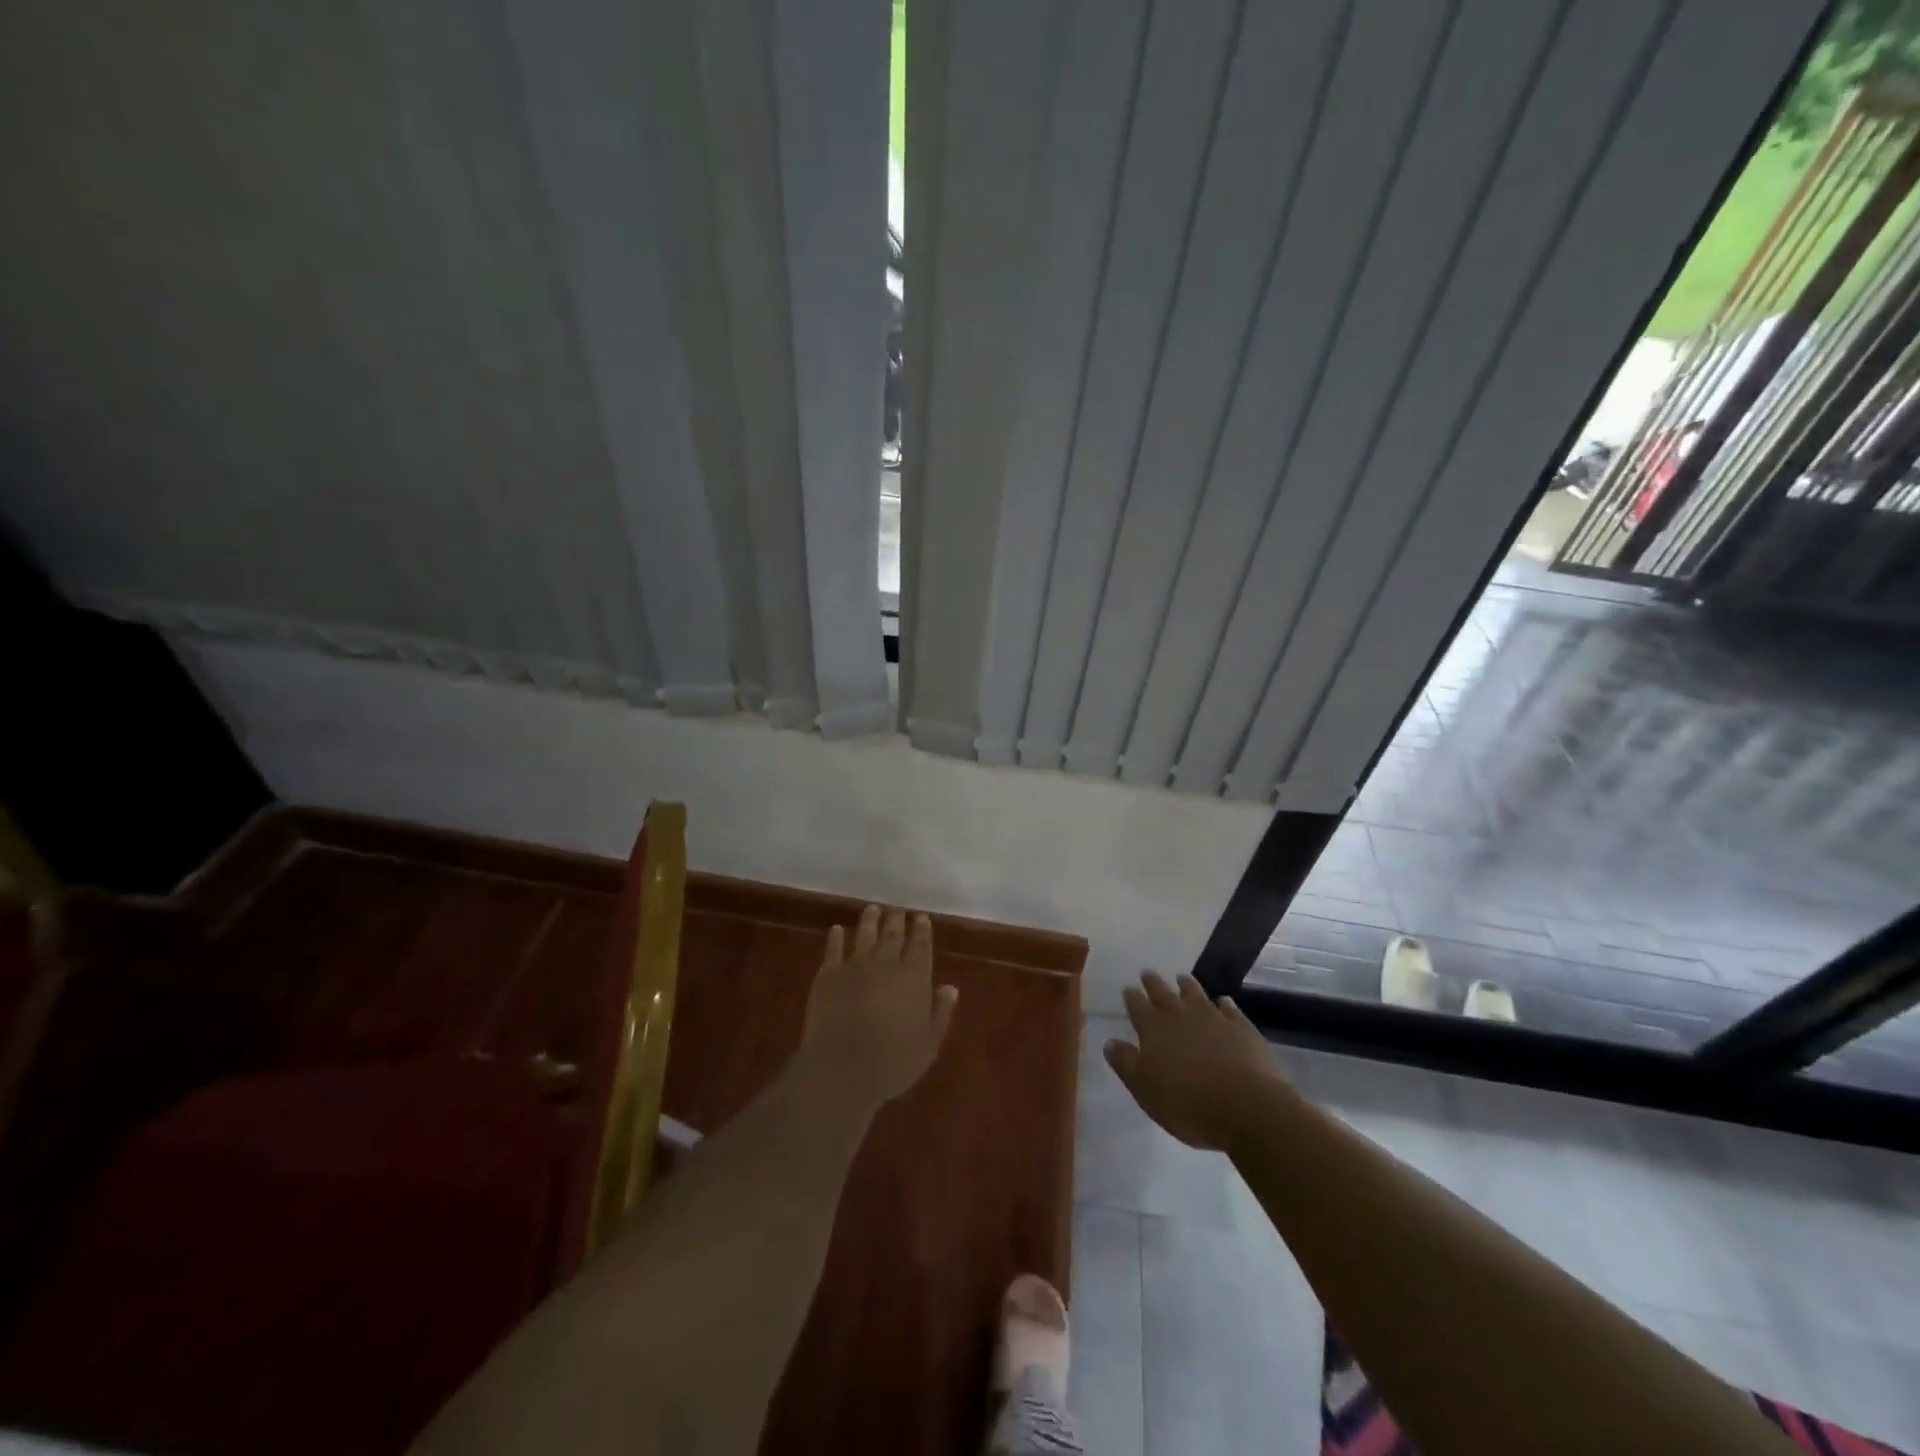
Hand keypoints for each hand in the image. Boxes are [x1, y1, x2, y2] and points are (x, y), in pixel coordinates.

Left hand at [798, 905, 957, 1112]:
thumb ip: (941, 1012)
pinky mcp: (828, 975)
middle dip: (896, 919)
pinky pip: (833, 950)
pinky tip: (838, 929)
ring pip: (864, 935)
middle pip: (892, 934)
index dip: (922, 930)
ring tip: (872, 908)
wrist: (843, 1068)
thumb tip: (950, 987)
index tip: (921, 917)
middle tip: (898, 908)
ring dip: (869, 920)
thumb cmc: (894, 1061)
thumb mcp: (929, 1043)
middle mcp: (886, 963)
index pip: (920, 945)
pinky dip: (836, 938)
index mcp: (914, 976)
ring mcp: (854, 966)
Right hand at [1104, 973, 1283, 1151]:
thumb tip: (1110, 1042)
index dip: (1132, 997)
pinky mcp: (1242, 1028)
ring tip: (1181, 978)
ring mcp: (1214, 1019)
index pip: (1137, 1006)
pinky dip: (1224, 1003)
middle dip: (1154, 983)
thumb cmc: (1186, 1103)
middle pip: (1164, 994)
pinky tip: (1223, 1001)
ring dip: (1187, 985)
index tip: (1128, 988)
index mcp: (1154, 1029)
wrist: (1245, 1106)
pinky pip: (1230, 1009)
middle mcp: (1181, 1016)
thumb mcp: (1145, 1090)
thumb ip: (1126, 1064)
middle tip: (1148, 973)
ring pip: (1196, 994)